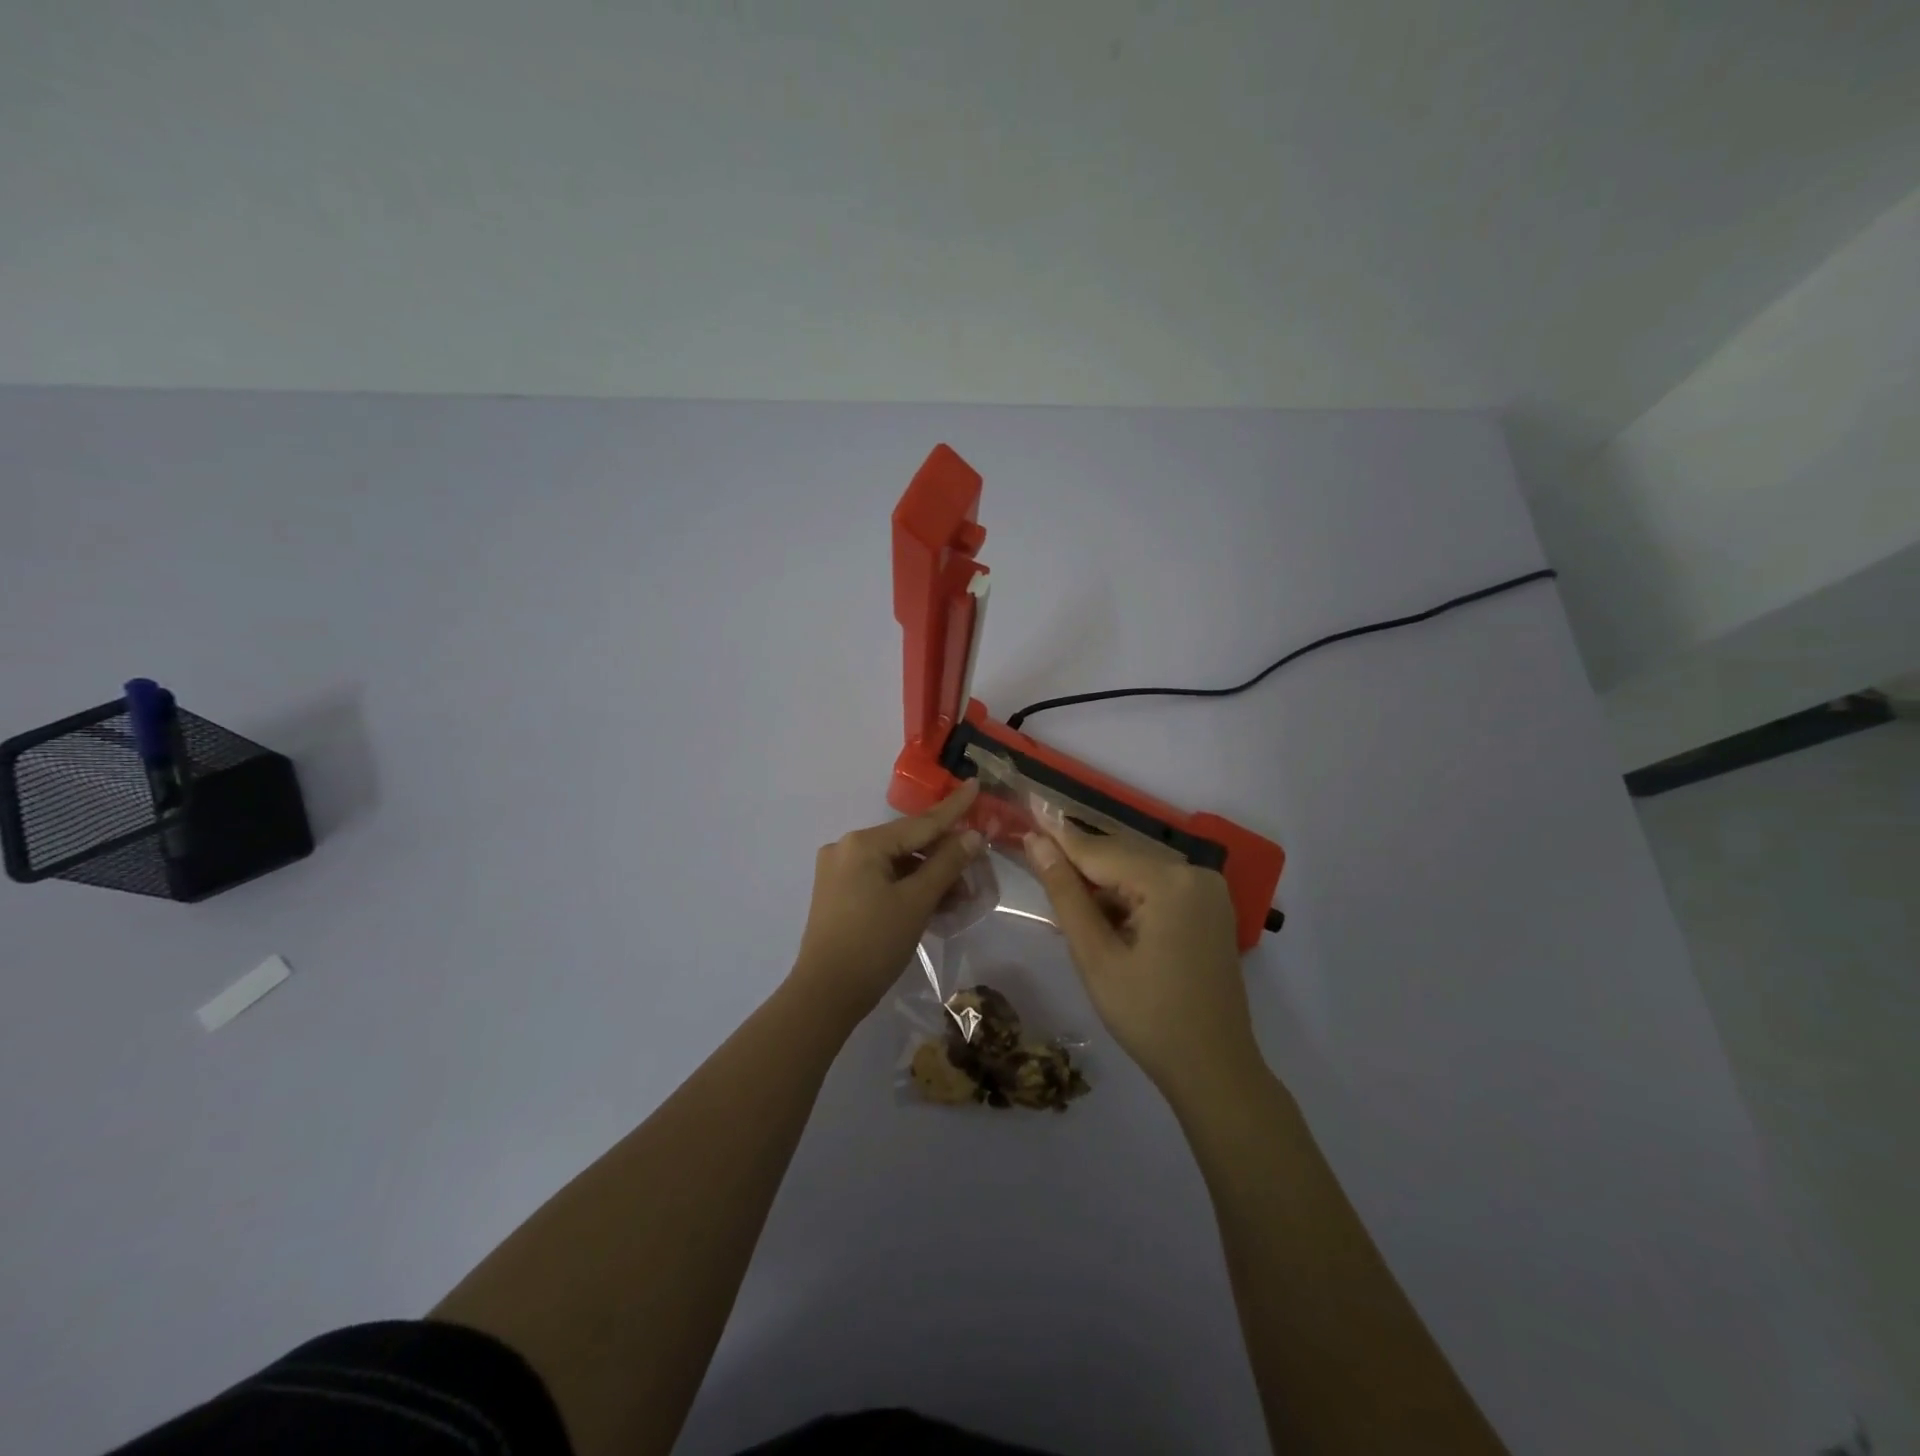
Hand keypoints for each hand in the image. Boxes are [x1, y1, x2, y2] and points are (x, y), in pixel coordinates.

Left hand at [790, 781, 984, 1023]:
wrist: (825, 995)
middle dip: (944, 857)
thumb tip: (973, 835)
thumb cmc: (874, 943)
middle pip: (908, 844)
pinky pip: (882, 881)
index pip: (920, 823)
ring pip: (896, 865)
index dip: (953, 808)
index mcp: (863, 843)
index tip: (975, 784)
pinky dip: (908, 889)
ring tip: (961, 896)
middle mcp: (847, 848)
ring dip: (928, 878)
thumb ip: (947, 864)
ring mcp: (839, 872)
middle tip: (978, 867)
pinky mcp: (839, 894)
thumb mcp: (916, 902)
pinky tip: (935, 904)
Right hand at [1024, 816, 1259, 1097]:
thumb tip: (1037, 843)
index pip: (1101, 851)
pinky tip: (1105, 918)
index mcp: (1170, 882)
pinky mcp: (1211, 908)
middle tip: (1036, 857)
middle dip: (1080, 863)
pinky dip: (1129, 897)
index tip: (1027, 816)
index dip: (1059, 837)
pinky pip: (1159, 888)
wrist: (1214, 1069)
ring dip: (1103, 884)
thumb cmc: (1148, 1016)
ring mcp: (1209, 890)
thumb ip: (1066, 894)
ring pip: (1139, 872)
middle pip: (1122, 857)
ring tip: (1065, 896)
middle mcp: (1196, 873)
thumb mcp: (1096, 955)